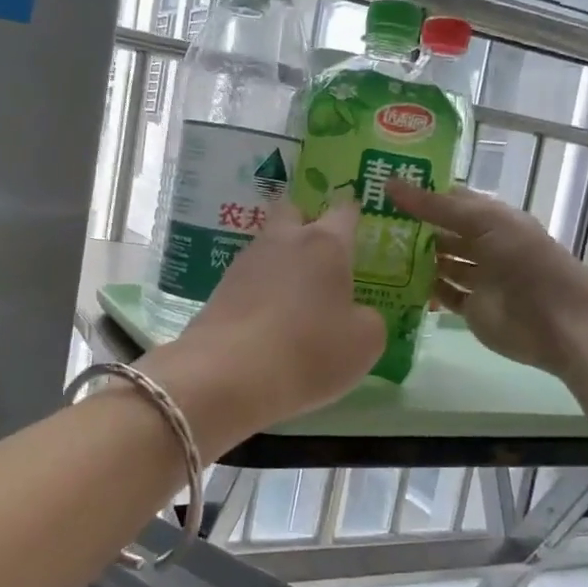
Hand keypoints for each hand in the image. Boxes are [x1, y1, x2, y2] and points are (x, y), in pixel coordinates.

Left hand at [141, 199, 384, 452]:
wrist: (227, 375)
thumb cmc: (308, 351)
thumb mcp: (364, 343)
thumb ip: (368, 318)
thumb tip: (355, 312)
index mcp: (325, 243)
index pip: (344, 211)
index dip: (355, 217)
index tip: (360, 230)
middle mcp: (283, 241)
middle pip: (293, 211)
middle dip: (307, 222)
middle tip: (323, 255)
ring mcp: (245, 262)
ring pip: (267, 245)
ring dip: (282, 260)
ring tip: (296, 294)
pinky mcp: (219, 289)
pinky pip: (248, 278)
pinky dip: (261, 289)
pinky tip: (269, 317)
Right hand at [389, 182, 587, 378]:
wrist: (556, 318)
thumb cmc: (523, 259)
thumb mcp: (482, 221)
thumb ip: (436, 206)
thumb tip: (389, 183)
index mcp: (491, 218)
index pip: (451, 200)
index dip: (421, 193)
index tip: (382, 188)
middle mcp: (484, 245)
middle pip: (442, 233)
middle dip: (412, 228)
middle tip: (366, 223)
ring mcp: (477, 278)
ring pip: (440, 264)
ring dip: (413, 259)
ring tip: (372, 252)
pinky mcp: (470, 309)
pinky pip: (441, 295)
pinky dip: (421, 291)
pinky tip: (392, 283)